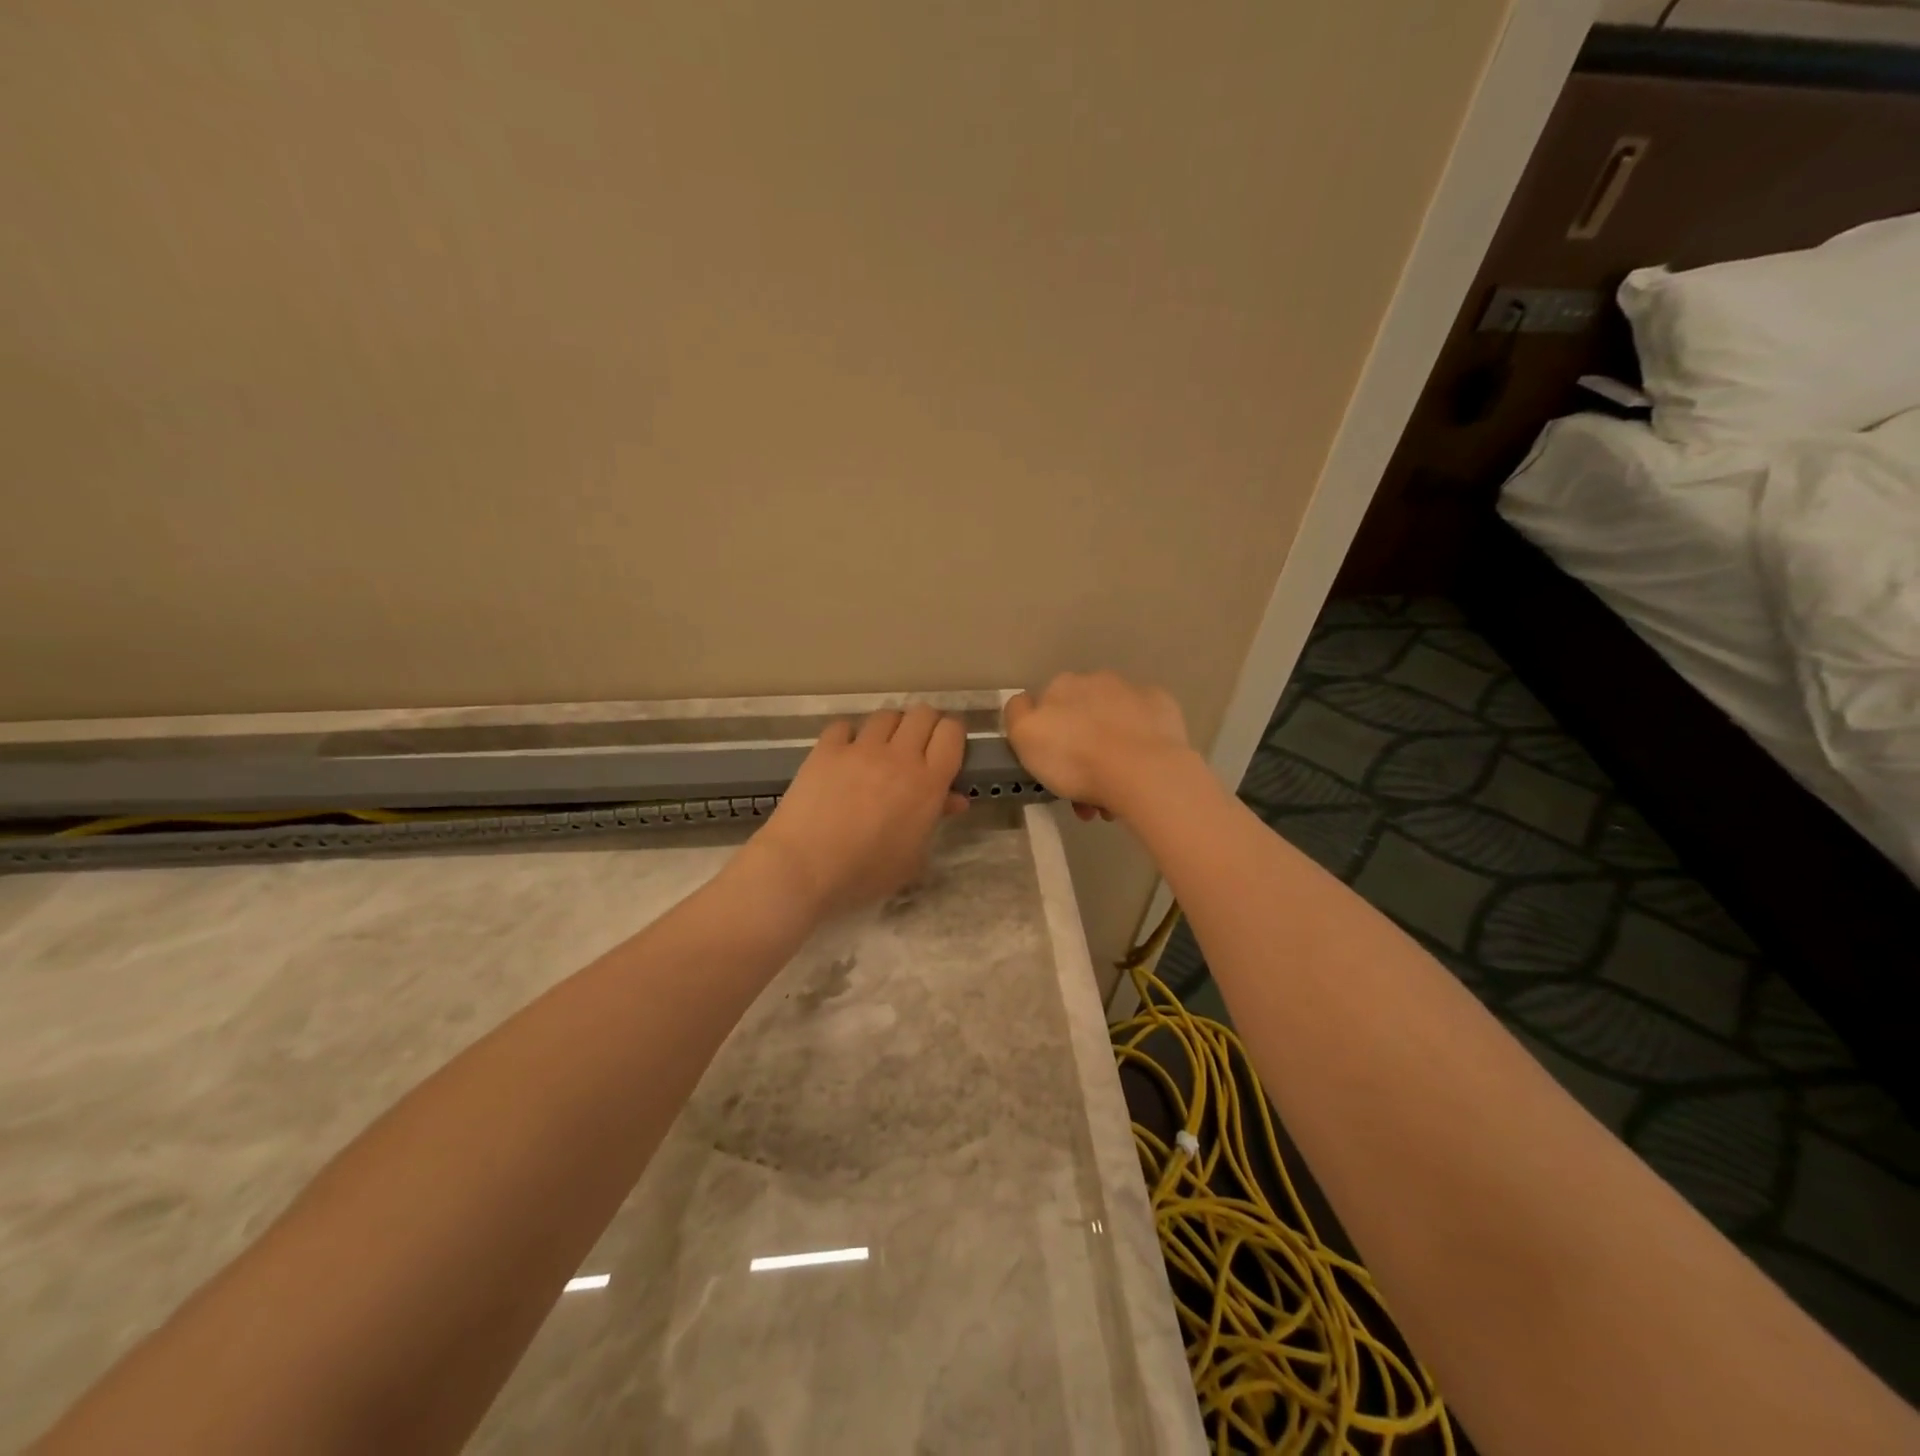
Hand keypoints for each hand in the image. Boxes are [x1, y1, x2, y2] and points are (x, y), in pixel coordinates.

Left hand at [743, 706, 968, 918]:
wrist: (804, 868)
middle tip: (918, 746)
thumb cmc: (866, 873)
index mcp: (928, 783)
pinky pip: (845, 726)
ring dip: (891, 728)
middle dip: (925, 725)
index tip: (947, 748)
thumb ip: (934, 820)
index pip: (952, 733)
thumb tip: (952, 800)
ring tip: (883, 748)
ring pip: (886, 715)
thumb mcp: (912, 857)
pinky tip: (845, 754)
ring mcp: (860, 748)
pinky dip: (850, 735)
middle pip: (922, 713)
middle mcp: (899, 756)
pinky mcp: (826, 749)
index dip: (953, 734)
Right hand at [1003, 672, 1194, 821]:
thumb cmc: (1075, 758)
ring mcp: (1134, 692)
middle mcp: (1097, 680)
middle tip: (1081, 793)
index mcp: (1062, 686)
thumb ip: (1017, 714)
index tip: (1050, 771)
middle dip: (1079, 752)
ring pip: (1113, 726)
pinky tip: (1138, 772)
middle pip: (1081, 718)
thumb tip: (1026, 703)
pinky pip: (1145, 728)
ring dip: (1109, 756)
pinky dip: (1139, 746)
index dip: (1045, 740)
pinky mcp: (1164, 709)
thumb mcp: (1025, 737)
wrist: (1142, 771)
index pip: (1044, 707)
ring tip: (1111, 799)